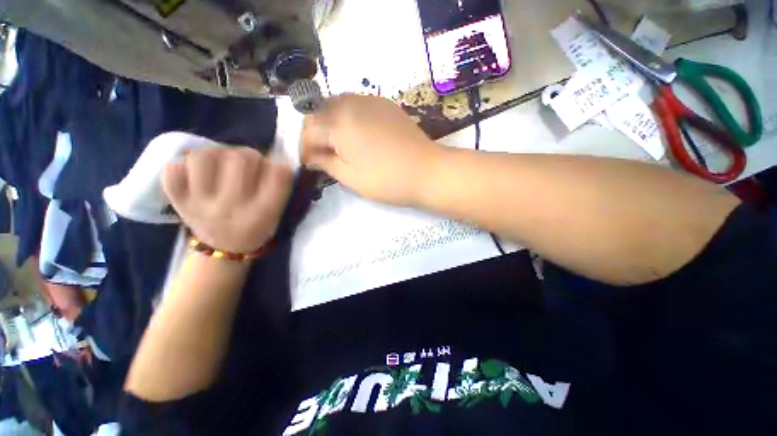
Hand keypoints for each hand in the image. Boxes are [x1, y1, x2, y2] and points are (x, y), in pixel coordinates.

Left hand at [162, 147, 292, 253]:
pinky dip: (183, 166)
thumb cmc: (256, 228)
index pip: (278, 175)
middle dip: (248, 156)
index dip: (276, 166)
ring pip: (202, 158)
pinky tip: (196, 174)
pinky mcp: (177, 202)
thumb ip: (278, 187)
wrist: (223, 249)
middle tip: (248, 164)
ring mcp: (198, 205)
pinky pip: (172, 170)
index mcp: (262, 213)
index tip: (272, 170)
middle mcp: (232, 209)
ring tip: (221, 165)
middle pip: (240, 159)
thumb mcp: (277, 214)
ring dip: (215, 155)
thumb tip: (272, 157)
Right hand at [301, 94, 443, 205]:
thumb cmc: (387, 180)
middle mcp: (351, 103)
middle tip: (321, 155)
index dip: (304, 148)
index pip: (309, 129)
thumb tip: (311, 157)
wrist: (427, 172)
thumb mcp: (350, 177)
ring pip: (338, 106)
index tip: (309, 164)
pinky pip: (358, 105)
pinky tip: (357, 135)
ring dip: (332, 124)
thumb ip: (326, 163)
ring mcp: (371, 101)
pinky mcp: (386, 105)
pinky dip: (349, 118)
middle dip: (316, 133)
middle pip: (321, 112)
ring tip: (338, 146)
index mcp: (339, 122)